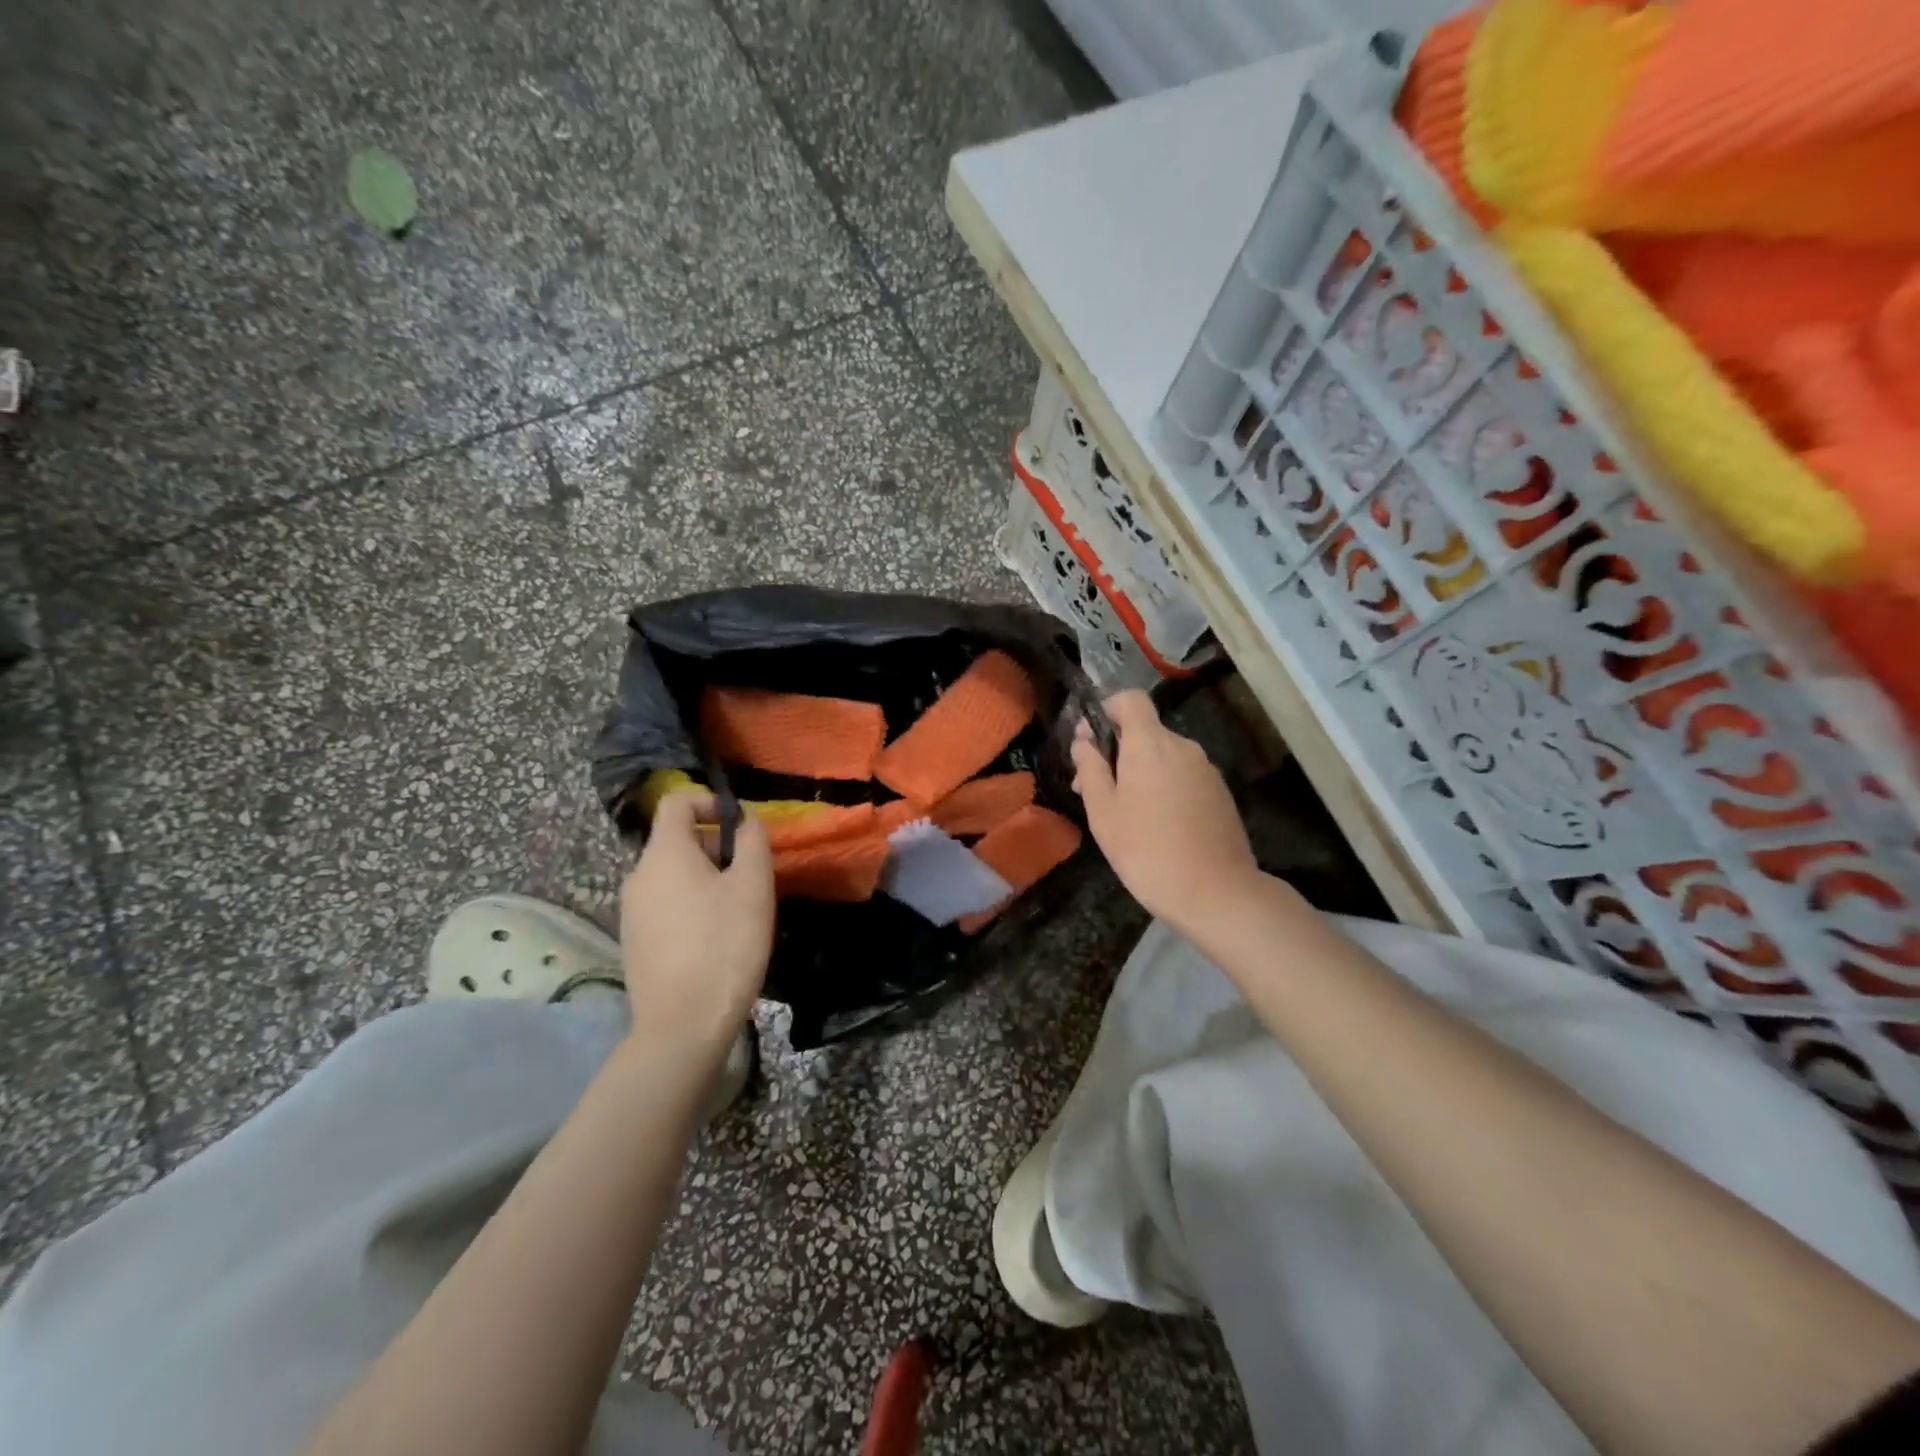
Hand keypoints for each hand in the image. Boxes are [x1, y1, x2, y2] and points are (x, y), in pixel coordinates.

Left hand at [620, 790, 774, 1046]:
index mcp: (664, 854)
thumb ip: (753, 842)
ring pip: (671, 874)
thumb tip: (746, 821)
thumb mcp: (753, 886)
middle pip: (675, 839)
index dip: (709, 802)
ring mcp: (631, 911)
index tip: (740, 825)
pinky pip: (664, 903)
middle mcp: (638, 875)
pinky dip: (690, 903)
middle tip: (750, 873)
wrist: (682, 1026)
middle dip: (714, 844)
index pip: (676, 802)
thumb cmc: (725, 945)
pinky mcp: (634, 941)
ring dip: (705, 876)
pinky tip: (715, 936)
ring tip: (737, 907)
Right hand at [1070, 690, 1262, 929]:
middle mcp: (1182, 747)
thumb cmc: (1147, 850)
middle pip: (1145, 730)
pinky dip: (1164, 786)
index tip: (1091, 740)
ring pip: (1164, 756)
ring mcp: (1206, 770)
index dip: (1108, 709)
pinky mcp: (1220, 793)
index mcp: (1151, 744)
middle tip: (1093, 789)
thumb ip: (1090, 769)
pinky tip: (1156, 824)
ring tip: (1123, 813)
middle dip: (1117, 750)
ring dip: (1140, 771)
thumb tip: (1083, 741)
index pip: (1131, 699)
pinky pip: (1183, 775)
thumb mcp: (1103, 812)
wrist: (1216, 893)